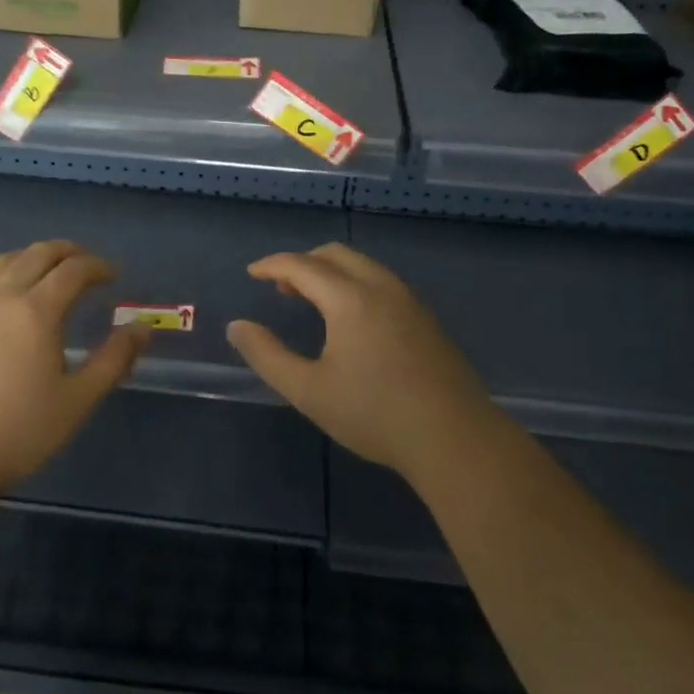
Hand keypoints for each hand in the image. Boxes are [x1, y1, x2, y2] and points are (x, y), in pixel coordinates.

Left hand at [0, 240, 147, 505]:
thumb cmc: (18, 430)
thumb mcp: (78, 399)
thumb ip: (114, 360)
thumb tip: (142, 329)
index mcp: (37, 309)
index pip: (74, 269)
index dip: (99, 267)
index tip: (114, 276)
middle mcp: (3, 296)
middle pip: (38, 254)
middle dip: (68, 252)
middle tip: (88, 265)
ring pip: (5, 262)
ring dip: (34, 257)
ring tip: (50, 270)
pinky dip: (2, 276)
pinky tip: (5, 296)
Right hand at [226, 243, 488, 482]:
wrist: (456, 439)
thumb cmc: (375, 414)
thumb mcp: (309, 391)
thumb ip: (267, 356)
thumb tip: (237, 327)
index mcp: (350, 298)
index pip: (302, 265)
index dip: (272, 265)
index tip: (252, 273)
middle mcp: (381, 287)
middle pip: (335, 254)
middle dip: (303, 263)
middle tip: (281, 289)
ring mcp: (409, 301)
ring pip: (363, 266)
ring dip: (331, 272)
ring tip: (312, 302)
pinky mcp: (426, 319)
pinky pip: (381, 282)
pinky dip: (354, 284)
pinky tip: (351, 320)